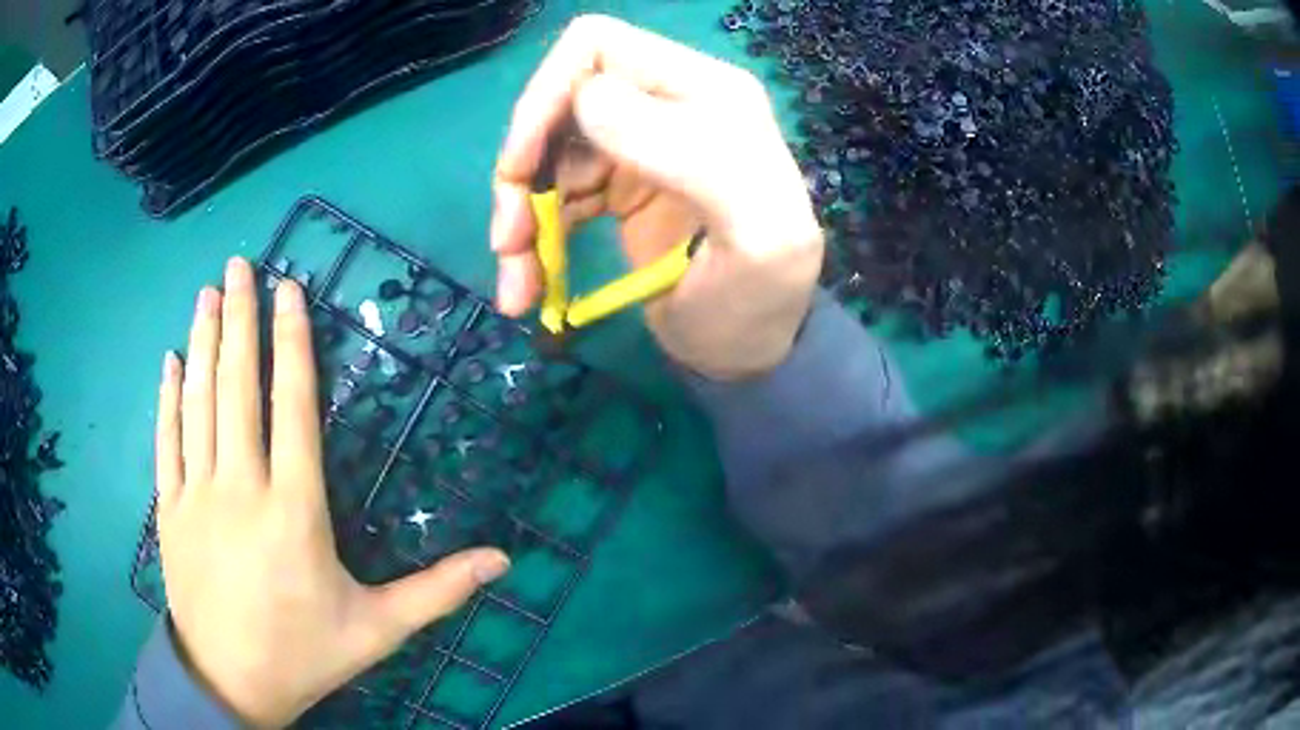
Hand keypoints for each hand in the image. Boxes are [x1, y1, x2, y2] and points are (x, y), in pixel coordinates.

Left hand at [154, 258, 509, 727]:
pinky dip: (168, 396)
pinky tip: (171, 361)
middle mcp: (241, 487)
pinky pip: (167, 440)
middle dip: (239, 318)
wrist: (232, 684)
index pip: (291, 405)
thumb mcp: (378, 629)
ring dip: (204, 342)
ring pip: (199, 402)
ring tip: (208, 292)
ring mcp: (197, 495)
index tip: (287, 289)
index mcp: (294, 510)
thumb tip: (504, 560)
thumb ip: (438, 590)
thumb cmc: (306, 655)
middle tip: (239, 264)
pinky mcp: (169, 510)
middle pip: (238, 387)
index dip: (289, 340)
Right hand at [492, 15, 823, 380]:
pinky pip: (553, 193)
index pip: (599, 46)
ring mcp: (639, 145)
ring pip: (546, 152)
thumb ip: (690, 153)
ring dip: (520, 213)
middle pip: (558, 102)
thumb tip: (588, 98)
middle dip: (522, 168)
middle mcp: (668, 106)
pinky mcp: (618, 186)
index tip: (524, 166)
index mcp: (706, 93)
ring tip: (518, 283)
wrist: (750, 351)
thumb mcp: (754, 234)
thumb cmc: (762, 300)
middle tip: (509, 241)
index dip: (547, 94)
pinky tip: (528, 286)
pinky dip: (531, 237)